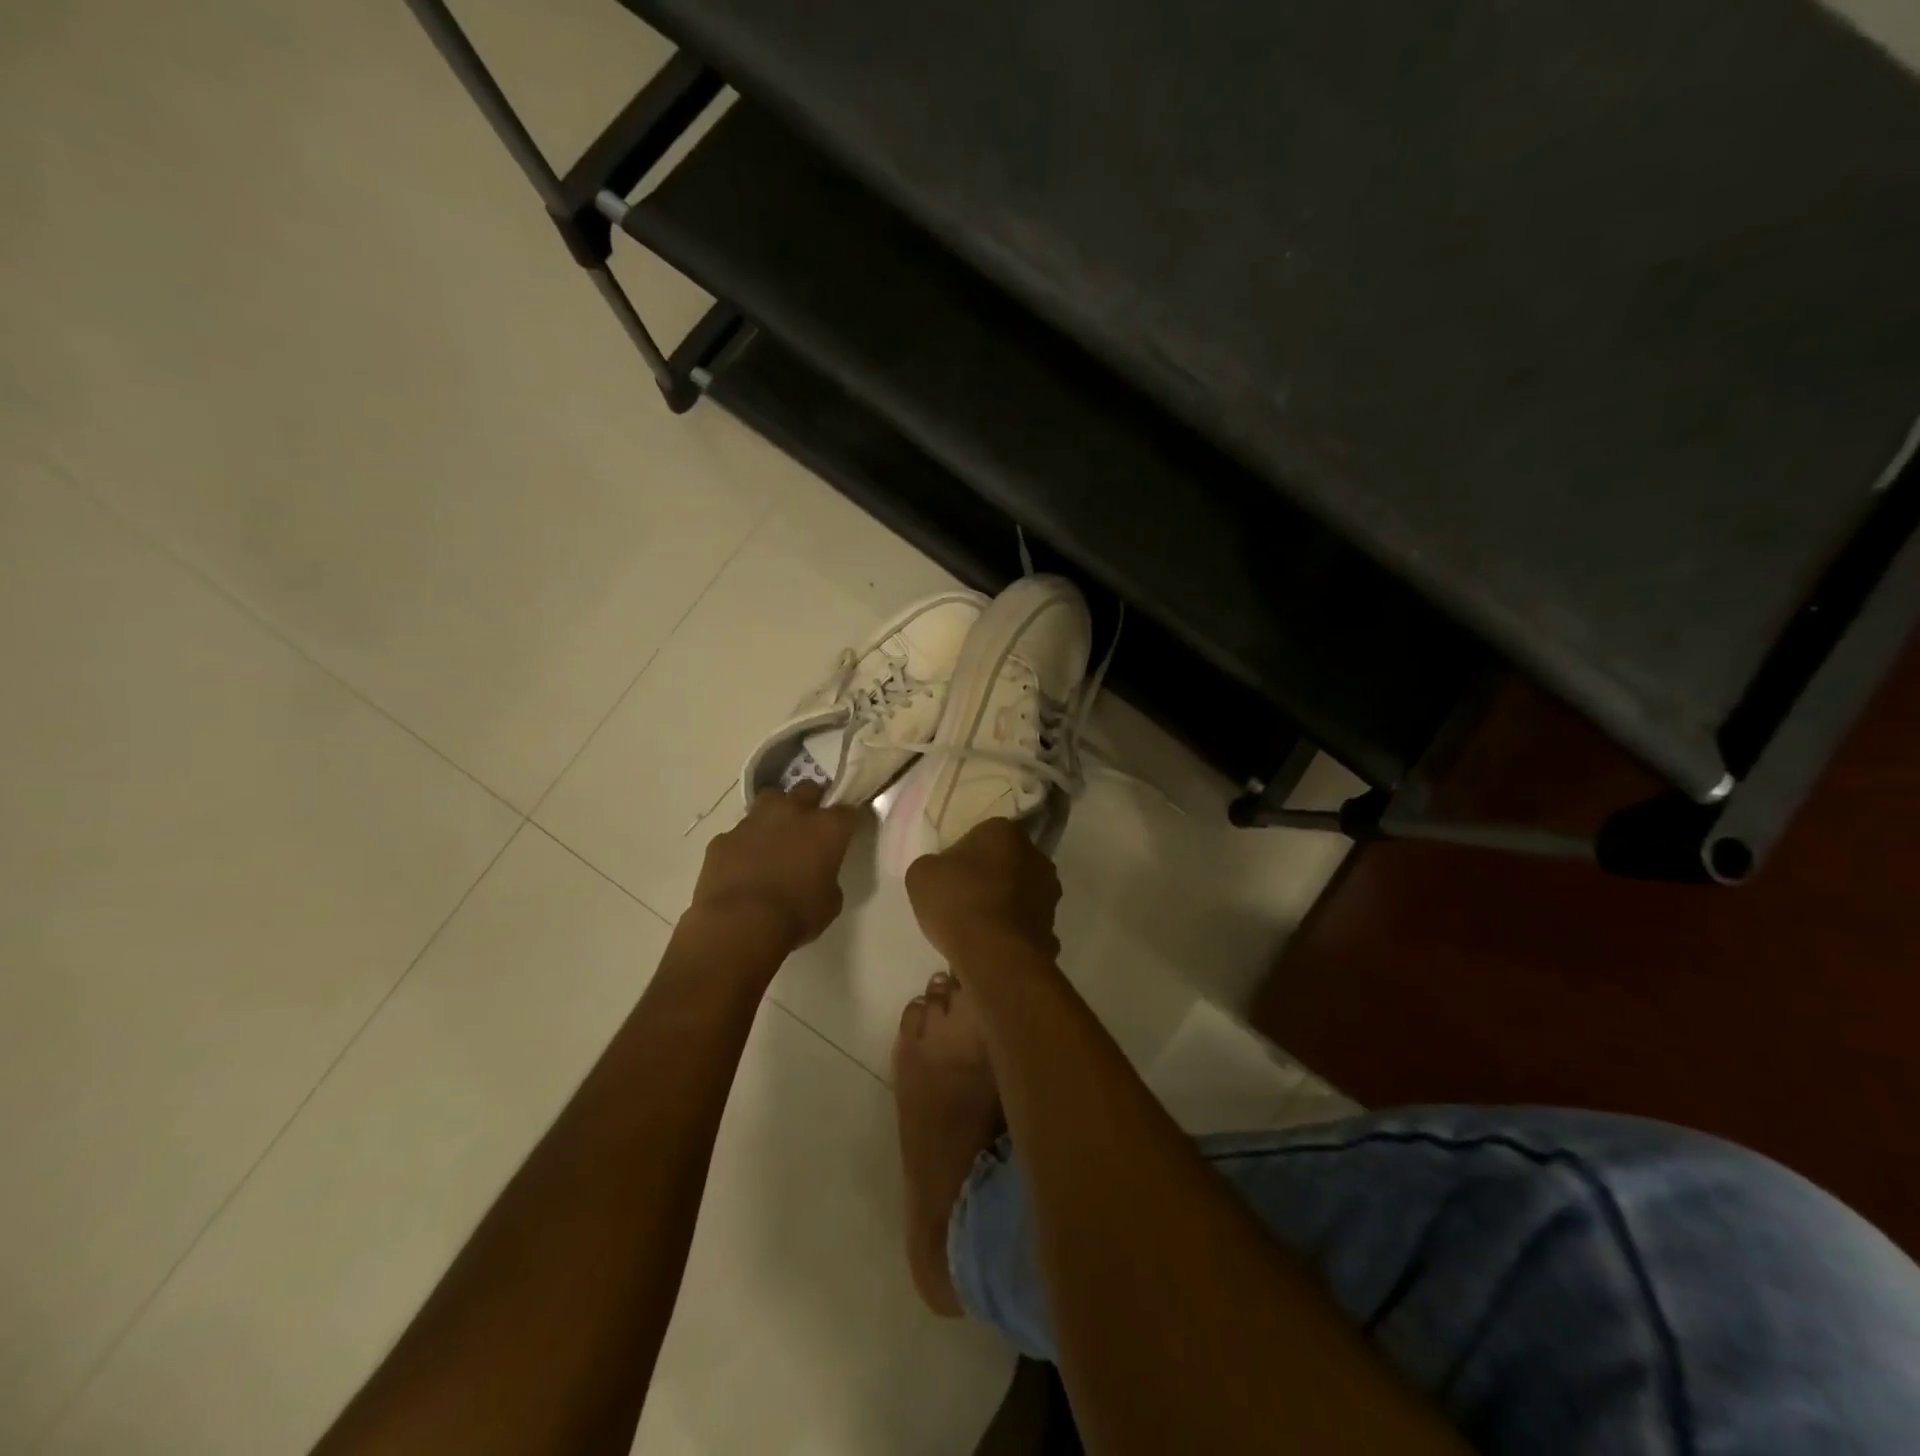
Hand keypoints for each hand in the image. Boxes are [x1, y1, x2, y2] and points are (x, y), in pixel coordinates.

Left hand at [689, 785, 863, 951]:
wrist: (739, 924)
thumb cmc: (796, 915)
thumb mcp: (830, 901)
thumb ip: (829, 876)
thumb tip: (820, 872)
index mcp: (827, 828)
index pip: (847, 811)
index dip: (847, 820)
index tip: (845, 831)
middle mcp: (792, 813)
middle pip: (808, 790)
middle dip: (812, 802)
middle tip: (811, 825)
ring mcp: (754, 821)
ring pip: (770, 800)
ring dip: (776, 813)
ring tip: (775, 836)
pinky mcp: (724, 838)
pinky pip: (739, 833)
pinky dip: (745, 844)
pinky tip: (744, 865)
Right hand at [904, 817, 1060, 968]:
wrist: (994, 956)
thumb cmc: (957, 902)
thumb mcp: (921, 875)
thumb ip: (933, 866)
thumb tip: (944, 874)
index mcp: (1005, 832)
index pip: (981, 835)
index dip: (962, 856)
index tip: (947, 877)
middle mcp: (1036, 857)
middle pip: (1005, 864)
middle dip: (987, 879)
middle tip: (959, 901)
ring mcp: (1049, 895)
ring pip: (1018, 896)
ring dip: (1001, 906)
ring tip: (973, 930)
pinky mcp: (1052, 929)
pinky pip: (1023, 927)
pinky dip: (1010, 935)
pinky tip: (989, 949)